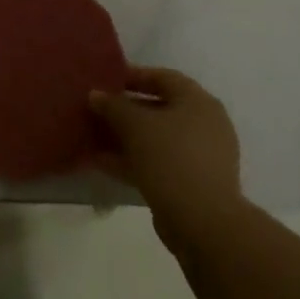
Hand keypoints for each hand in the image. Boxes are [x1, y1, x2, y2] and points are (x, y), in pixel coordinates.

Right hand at [90, 67, 246, 257]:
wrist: (202, 222)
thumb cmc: (170, 157)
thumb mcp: (134, 124)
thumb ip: (112, 105)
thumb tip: (95, 95)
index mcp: (198, 101)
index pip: (162, 77)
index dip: (132, 76)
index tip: (105, 81)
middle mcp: (205, 124)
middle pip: (159, 108)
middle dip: (125, 110)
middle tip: (98, 110)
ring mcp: (202, 157)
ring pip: (157, 138)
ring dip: (126, 137)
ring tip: (94, 137)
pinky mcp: (193, 183)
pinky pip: (159, 162)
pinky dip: (134, 160)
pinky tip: (103, 163)